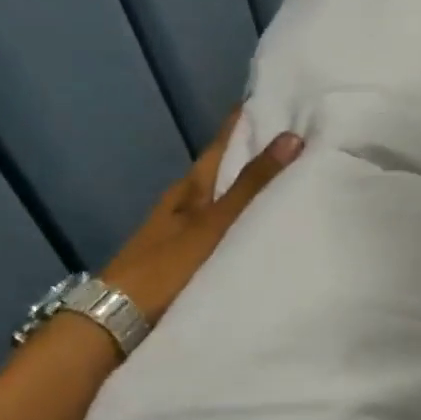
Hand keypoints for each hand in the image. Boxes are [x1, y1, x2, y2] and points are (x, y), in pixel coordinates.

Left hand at [101, 112, 303, 325]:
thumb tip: (292, 136)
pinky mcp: (189, 258)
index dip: (245, 120)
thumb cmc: (167, 266)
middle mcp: (187, 202)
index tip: (280, 99)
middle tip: (300, 139)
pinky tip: (265, 228)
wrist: (120, 321)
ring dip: (253, 189)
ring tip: (294, 180)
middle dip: (255, 152)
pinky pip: (226, 228)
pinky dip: (246, 220)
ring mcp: (186, 231)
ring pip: (225, 199)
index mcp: (190, 186)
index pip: (223, 142)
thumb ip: (252, 185)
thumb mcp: (215, 223)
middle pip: (224, 168)